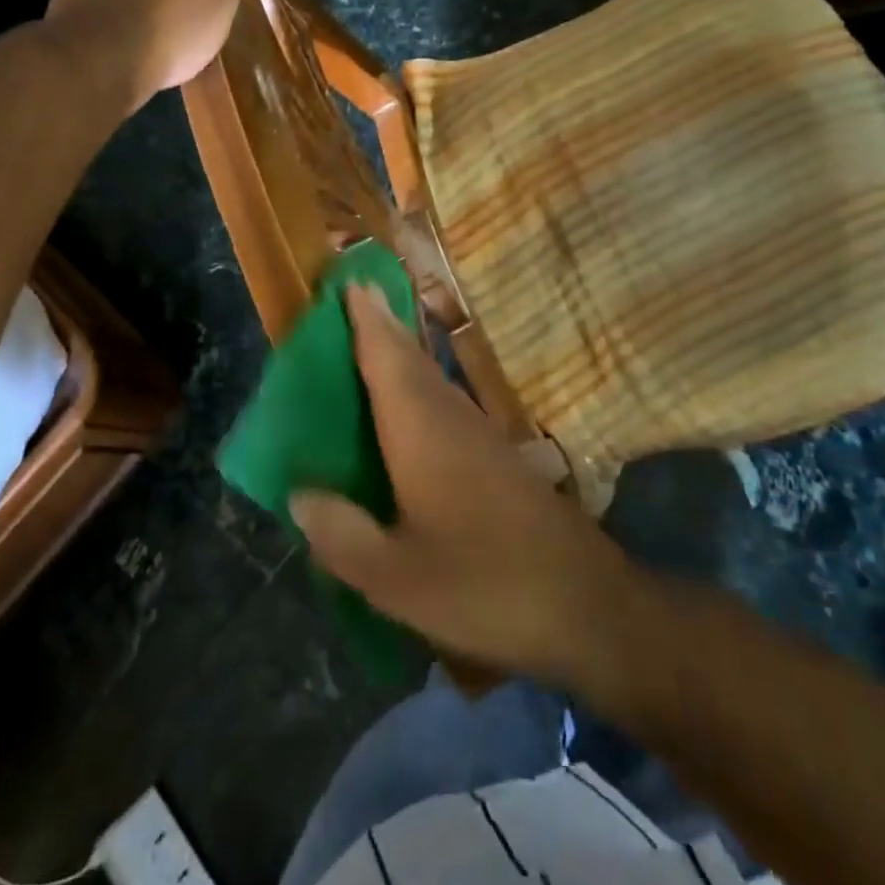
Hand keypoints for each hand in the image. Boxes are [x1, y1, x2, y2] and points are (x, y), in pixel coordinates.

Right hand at [291, 285, 638, 685]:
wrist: (584, 602)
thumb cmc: (482, 584)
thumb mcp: (395, 578)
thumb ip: (341, 533)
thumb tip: (299, 493)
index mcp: (420, 432)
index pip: (386, 360)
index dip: (366, 321)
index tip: (350, 282)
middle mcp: (450, 418)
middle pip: (410, 359)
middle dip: (382, 326)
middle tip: (355, 297)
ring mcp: (480, 435)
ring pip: (431, 378)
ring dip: (402, 353)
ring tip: (373, 340)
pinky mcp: (497, 457)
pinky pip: (445, 402)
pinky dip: (420, 386)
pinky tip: (410, 410)